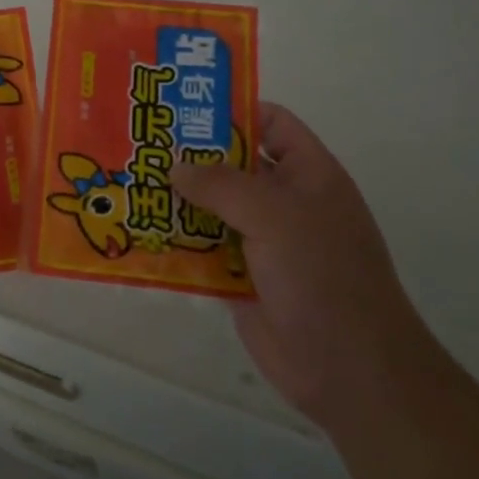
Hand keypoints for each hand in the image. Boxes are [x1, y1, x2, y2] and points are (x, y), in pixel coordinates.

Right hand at [170, 102, 428, 424]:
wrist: (348, 369)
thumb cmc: (322, 275)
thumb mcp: (273, 214)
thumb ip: (221, 183)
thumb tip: (175, 166)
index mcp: (308, 174)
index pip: (271, 123)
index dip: (233, 110)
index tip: (183, 108)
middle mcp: (285, 201)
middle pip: (233, 163)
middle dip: (191, 155)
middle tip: (141, 141)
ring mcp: (262, 240)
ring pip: (213, 207)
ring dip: (177, 198)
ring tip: (130, 180)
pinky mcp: (240, 276)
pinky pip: (202, 248)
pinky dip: (176, 239)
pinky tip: (139, 229)